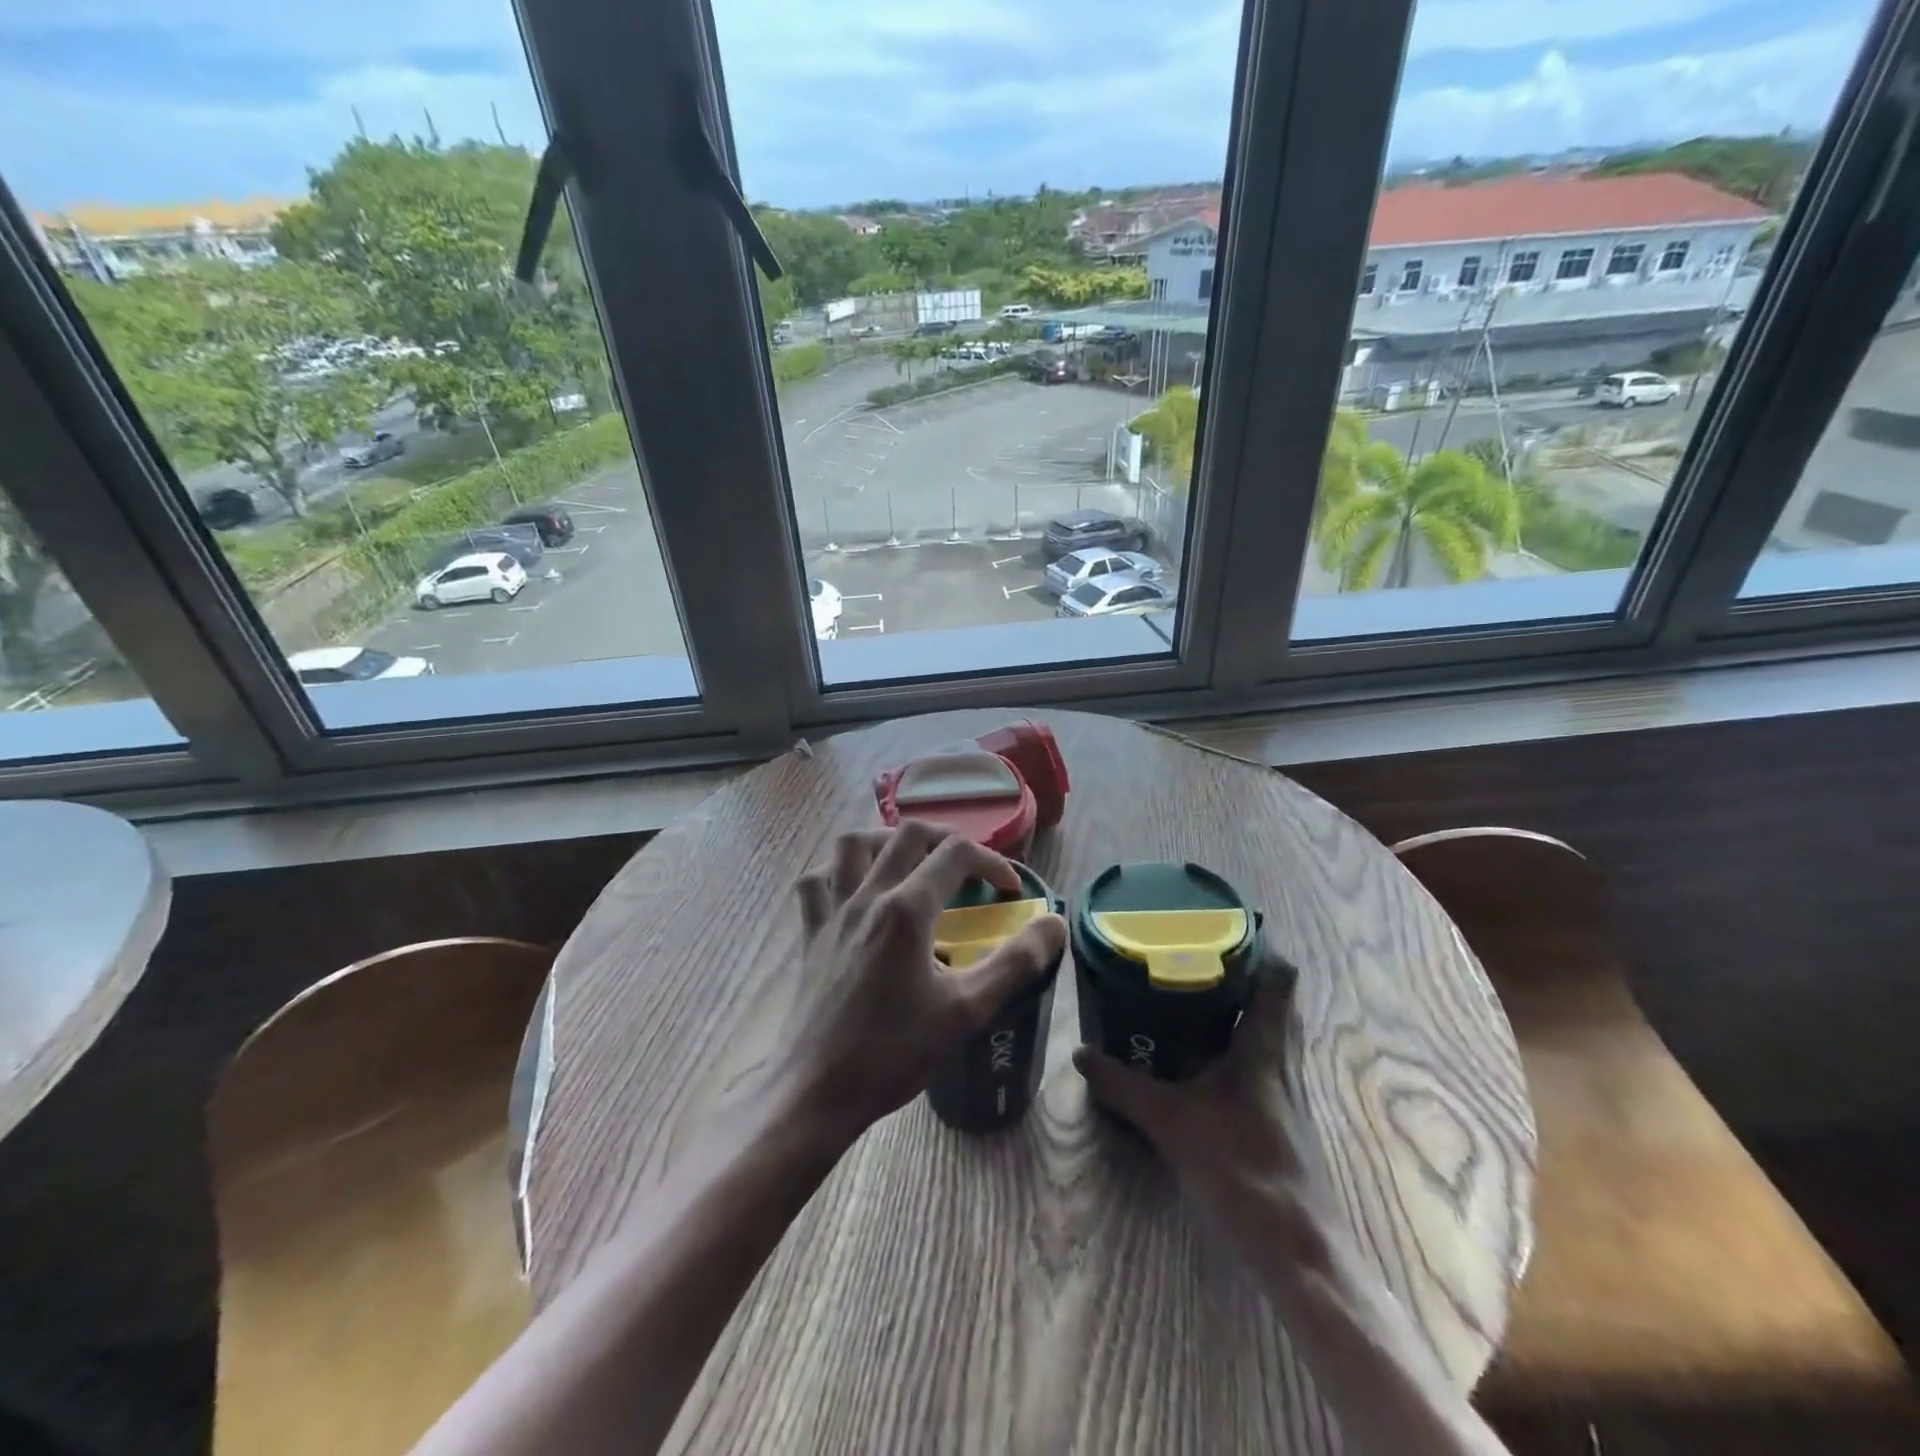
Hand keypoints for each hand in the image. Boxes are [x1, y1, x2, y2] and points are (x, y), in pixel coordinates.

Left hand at [776, 823, 1065, 1140]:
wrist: (817, 1091)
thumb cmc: (893, 1052)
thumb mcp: (966, 1011)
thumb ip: (1015, 963)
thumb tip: (1054, 923)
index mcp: (906, 910)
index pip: (955, 854)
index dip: (991, 861)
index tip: (1010, 890)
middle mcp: (866, 897)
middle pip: (906, 834)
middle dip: (945, 838)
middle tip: (968, 864)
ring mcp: (832, 912)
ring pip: (852, 845)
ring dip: (886, 840)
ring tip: (910, 861)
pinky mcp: (811, 933)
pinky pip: (816, 881)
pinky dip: (836, 870)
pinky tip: (854, 886)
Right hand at [1073, 956, 1326, 1255]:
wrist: (1296, 1247)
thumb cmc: (1240, 1167)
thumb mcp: (1170, 1122)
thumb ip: (1123, 1086)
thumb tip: (1080, 1054)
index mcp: (1264, 1044)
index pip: (1280, 975)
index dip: (1258, 943)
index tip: (1218, 926)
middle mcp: (1282, 1056)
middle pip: (1274, 996)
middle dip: (1238, 970)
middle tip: (1191, 954)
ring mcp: (1286, 1087)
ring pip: (1269, 1027)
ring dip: (1239, 1006)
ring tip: (1191, 993)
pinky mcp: (1281, 1112)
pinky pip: (1262, 1056)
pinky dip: (1238, 1041)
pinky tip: (1202, 1054)